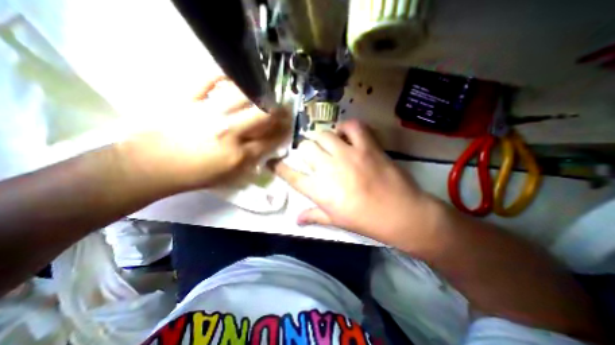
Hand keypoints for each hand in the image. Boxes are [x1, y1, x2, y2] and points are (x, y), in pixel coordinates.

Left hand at [122, 76, 291, 192]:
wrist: (151, 166)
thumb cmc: (194, 176)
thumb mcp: (229, 177)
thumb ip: (251, 162)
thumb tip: (267, 148)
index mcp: (238, 154)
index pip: (270, 140)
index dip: (283, 132)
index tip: (289, 126)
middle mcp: (228, 132)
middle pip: (262, 116)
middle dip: (278, 111)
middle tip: (284, 107)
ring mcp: (207, 113)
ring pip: (242, 96)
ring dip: (257, 94)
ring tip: (263, 93)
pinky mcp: (187, 100)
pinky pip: (206, 80)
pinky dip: (220, 75)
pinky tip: (230, 77)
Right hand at [271, 120, 439, 243]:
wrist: (401, 214)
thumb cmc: (366, 221)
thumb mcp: (336, 221)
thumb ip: (313, 216)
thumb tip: (296, 220)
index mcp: (319, 190)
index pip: (291, 175)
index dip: (279, 167)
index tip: (273, 162)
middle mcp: (329, 169)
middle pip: (306, 148)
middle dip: (305, 150)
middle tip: (313, 154)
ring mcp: (348, 155)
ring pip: (324, 135)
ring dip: (322, 138)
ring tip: (328, 145)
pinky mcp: (367, 146)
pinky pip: (352, 126)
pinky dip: (346, 127)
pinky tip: (346, 134)